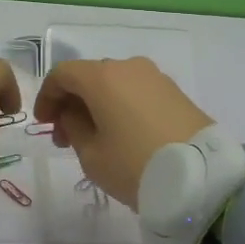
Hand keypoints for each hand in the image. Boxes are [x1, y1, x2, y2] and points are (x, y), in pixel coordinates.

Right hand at [33, 58, 213, 208]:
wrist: (201, 176)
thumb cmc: (135, 165)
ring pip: (115, 83)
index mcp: (102, 77)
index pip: (62, 74)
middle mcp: (128, 66)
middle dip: (72, 102)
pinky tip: (123, 134)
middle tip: (65, 137)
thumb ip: (74, 127)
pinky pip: (137, 92)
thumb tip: (75, 113)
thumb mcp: (91, 155)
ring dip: (98, 104)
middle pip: (89, 76)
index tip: (43, 123)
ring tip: (96, 139)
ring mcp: (155, 77)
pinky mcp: (175, 92)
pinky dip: (121, 106)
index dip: (47, 96)